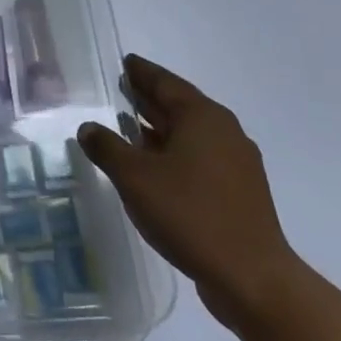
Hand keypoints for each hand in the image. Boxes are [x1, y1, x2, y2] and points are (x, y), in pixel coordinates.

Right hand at [77, 53, 301, 329]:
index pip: (165, 82)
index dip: (142, 72)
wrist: (252, 278)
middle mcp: (223, 131)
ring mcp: (236, 163)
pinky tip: (153, 167)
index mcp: (202, 117)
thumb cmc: (190, 214)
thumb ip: (106, 147)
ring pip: (190, 134)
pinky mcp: (239, 192)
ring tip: (129, 126)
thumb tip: (88, 127)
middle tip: (121, 89)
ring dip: (160, 128)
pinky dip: (173, 152)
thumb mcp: (134, 177)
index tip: (124, 62)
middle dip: (149, 97)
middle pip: (179, 105)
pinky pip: (199, 158)